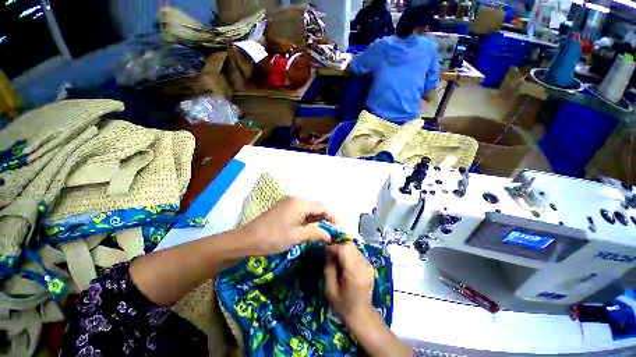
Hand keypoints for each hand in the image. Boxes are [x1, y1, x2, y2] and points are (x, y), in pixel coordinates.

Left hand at [240, 197, 336, 255]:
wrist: (248, 239)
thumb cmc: (274, 237)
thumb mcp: (297, 236)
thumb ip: (316, 233)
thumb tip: (330, 236)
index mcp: (300, 203)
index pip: (322, 207)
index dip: (332, 216)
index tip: (338, 228)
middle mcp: (295, 199)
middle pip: (315, 206)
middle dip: (325, 217)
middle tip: (331, 230)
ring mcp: (288, 202)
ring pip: (308, 208)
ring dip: (316, 218)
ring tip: (323, 230)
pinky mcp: (283, 207)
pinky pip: (300, 210)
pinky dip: (307, 218)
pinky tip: (309, 226)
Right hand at [324, 241, 374, 322]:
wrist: (361, 315)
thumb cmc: (342, 305)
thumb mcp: (330, 290)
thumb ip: (328, 268)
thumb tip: (328, 251)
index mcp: (354, 273)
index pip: (345, 249)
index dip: (334, 247)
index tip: (325, 250)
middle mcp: (363, 267)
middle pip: (350, 246)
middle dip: (339, 247)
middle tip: (331, 255)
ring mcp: (368, 266)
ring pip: (354, 248)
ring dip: (344, 250)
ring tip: (338, 261)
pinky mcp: (370, 267)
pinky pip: (358, 253)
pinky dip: (350, 255)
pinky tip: (346, 265)